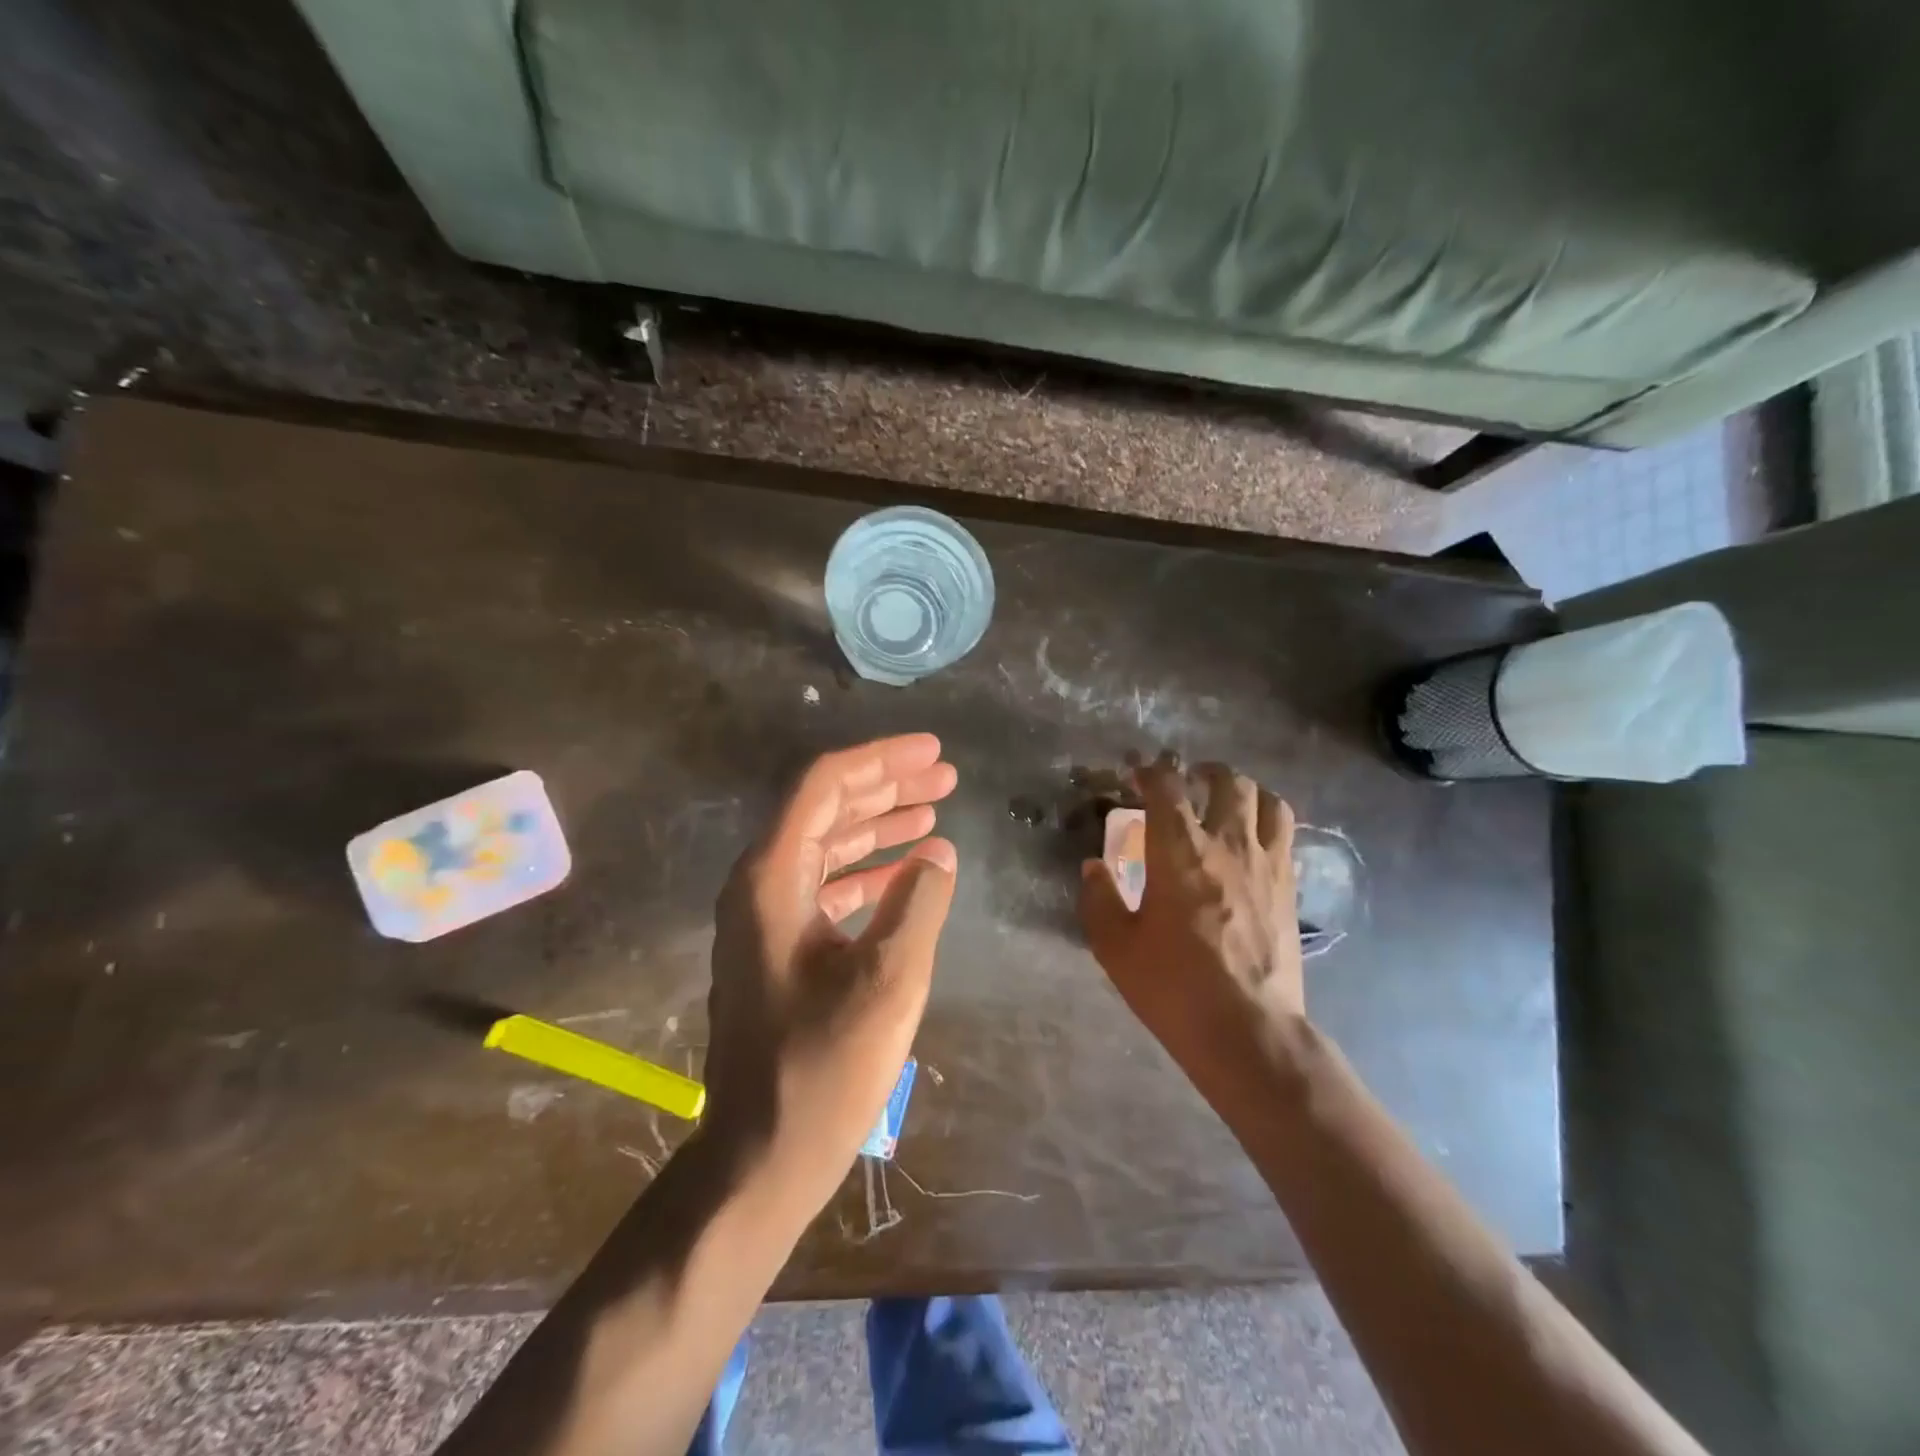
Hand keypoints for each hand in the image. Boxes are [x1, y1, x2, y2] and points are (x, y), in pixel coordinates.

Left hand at [704, 734, 958, 1215]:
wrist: (763, 1154)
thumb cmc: (824, 1066)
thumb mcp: (889, 978)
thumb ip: (919, 903)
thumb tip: (937, 856)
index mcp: (772, 878)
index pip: (825, 787)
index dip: (881, 761)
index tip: (933, 753)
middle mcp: (760, 885)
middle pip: (826, 809)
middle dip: (887, 787)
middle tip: (944, 776)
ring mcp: (766, 918)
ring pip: (827, 846)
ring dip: (881, 826)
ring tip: (935, 811)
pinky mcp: (780, 948)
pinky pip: (827, 886)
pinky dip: (869, 871)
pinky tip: (910, 872)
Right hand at [1079, 754, 1303, 1103]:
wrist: (1247, 1030)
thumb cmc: (1173, 986)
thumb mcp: (1115, 946)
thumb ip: (1099, 898)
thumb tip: (1094, 867)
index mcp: (1178, 851)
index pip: (1165, 787)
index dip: (1150, 772)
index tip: (1137, 775)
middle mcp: (1227, 843)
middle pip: (1227, 781)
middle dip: (1203, 772)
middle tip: (1187, 783)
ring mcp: (1266, 862)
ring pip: (1266, 800)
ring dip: (1244, 791)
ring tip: (1228, 802)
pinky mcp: (1289, 887)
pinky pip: (1286, 834)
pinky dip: (1268, 822)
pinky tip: (1254, 841)